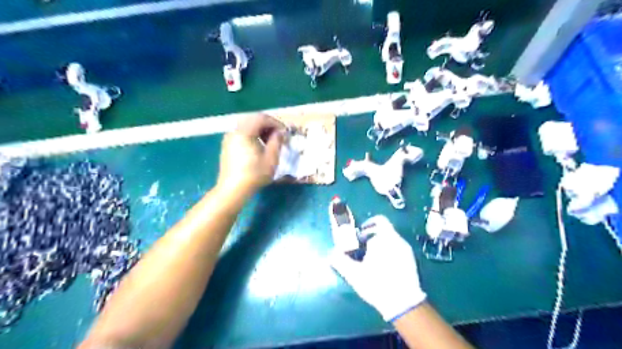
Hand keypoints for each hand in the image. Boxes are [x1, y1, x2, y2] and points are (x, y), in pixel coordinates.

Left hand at [217, 115, 284, 196]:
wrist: (232, 189)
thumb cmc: (254, 174)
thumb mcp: (271, 158)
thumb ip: (277, 141)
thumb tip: (280, 132)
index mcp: (245, 131)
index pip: (262, 118)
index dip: (275, 123)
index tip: (284, 132)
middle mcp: (234, 131)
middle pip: (253, 120)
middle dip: (267, 125)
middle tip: (278, 136)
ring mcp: (229, 138)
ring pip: (246, 127)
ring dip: (260, 130)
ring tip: (270, 142)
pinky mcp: (227, 146)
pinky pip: (241, 134)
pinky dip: (252, 136)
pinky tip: (258, 147)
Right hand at [330, 215, 428, 321]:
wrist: (404, 304)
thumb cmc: (377, 284)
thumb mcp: (354, 274)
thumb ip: (340, 261)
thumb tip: (331, 253)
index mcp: (384, 238)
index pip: (379, 220)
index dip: (368, 225)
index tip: (360, 235)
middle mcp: (397, 240)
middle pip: (384, 230)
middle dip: (372, 236)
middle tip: (362, 249)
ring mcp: (406, 250)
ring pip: (391, 240)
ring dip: (380, 245)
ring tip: (371, 260)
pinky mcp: (412, 260)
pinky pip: (397, 249)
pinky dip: (389, 252)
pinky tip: (383, 267)